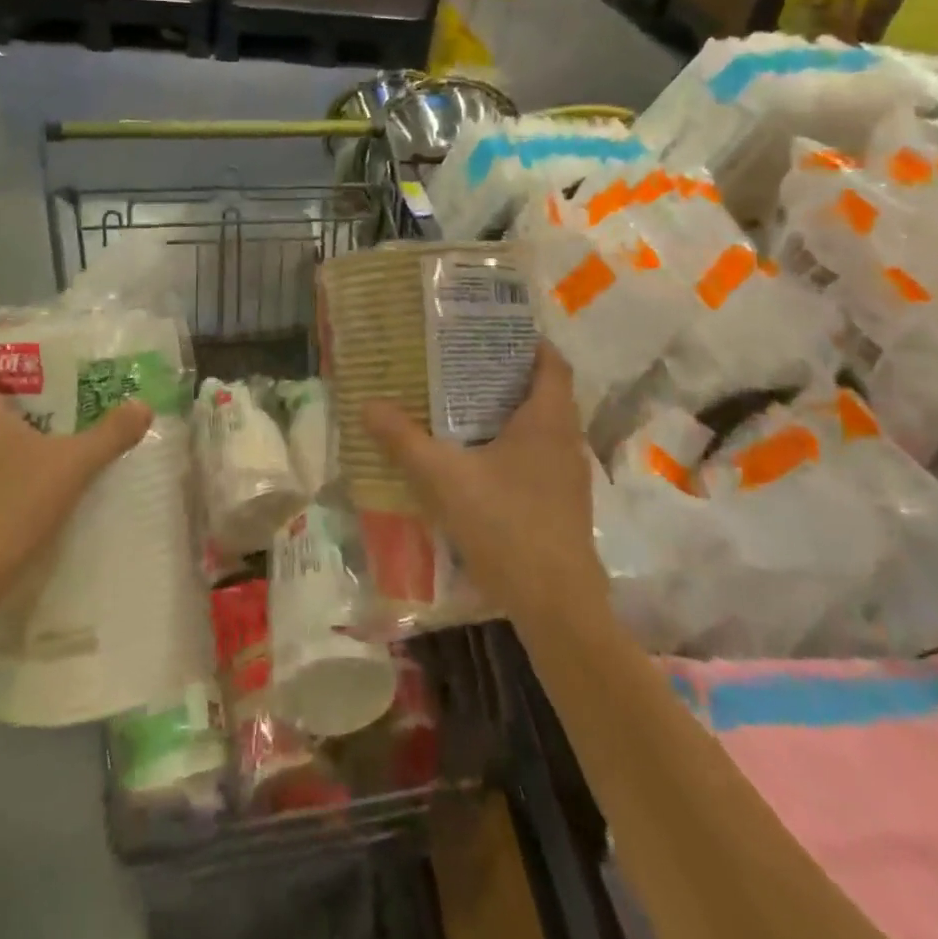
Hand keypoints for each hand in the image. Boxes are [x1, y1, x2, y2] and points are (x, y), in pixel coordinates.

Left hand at [0, 328, 151, 611]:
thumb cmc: (7, 506)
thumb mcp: (71, 465)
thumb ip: (110, 434)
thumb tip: (142, 406)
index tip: (28, 331)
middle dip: (18, 368)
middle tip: (63, 366)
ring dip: (17, 406)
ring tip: (64, 405)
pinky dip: (13, 440)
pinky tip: (48, 453)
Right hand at [363, 342, 601, 622]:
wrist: (557, 604)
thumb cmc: (505, 524)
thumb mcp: (444, 477)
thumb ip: (404, 440)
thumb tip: (368, 404)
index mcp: (547, 419)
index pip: (552, 362)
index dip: (528, 343)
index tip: (493, 334)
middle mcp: (566, 439)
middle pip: (545, 393)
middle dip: (508, 377)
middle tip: (464, 368)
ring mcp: (570, 476)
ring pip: (543, 429)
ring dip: (511, 415)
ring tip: (466, 410)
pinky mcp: (565, 505)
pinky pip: (540, 459)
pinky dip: (515, 449)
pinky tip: (481, 465)